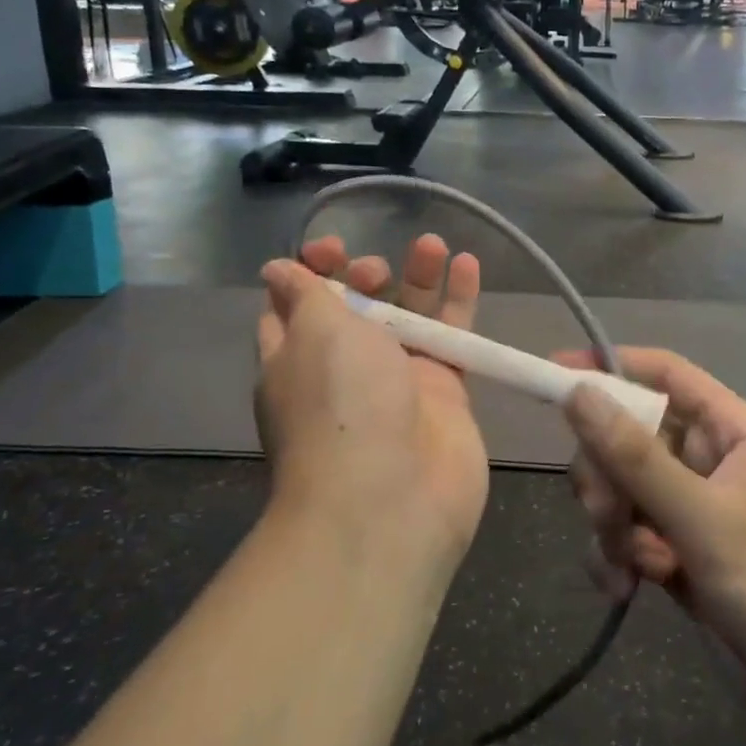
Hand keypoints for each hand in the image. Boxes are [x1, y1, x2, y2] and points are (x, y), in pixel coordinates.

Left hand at [257, 235, 487, 574]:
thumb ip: (306, 294)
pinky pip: (452, 337)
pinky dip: (459, 301)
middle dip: (367, 276)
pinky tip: (467, 265)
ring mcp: (398, 382)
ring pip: (410, 316)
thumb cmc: (339, 405)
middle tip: (378, 270)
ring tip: (434, 245)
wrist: (391, 500)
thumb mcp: (313, 333)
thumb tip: (277, 270)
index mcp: (296, 358)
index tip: (332, 249)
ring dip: (419, 277)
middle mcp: (345, 369)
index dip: (311, 270)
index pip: (295, 304)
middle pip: (358, 307)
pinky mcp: (445, 394)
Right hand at [557, 348, 745, 745]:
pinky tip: (624, 590)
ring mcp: (698, 513)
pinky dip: (620, 558)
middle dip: (607, 473)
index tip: (554, 374)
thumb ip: (636, 457)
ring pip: (626, 490)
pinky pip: (633, 538)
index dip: (611, 366)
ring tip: (626, 568)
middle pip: (633, 436)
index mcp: (733, 432)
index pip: (665, 375)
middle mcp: (713, 464)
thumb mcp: (705, 520)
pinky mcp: (686, 560)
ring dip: (611, 524)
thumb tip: (578, 392)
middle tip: (604, 514)